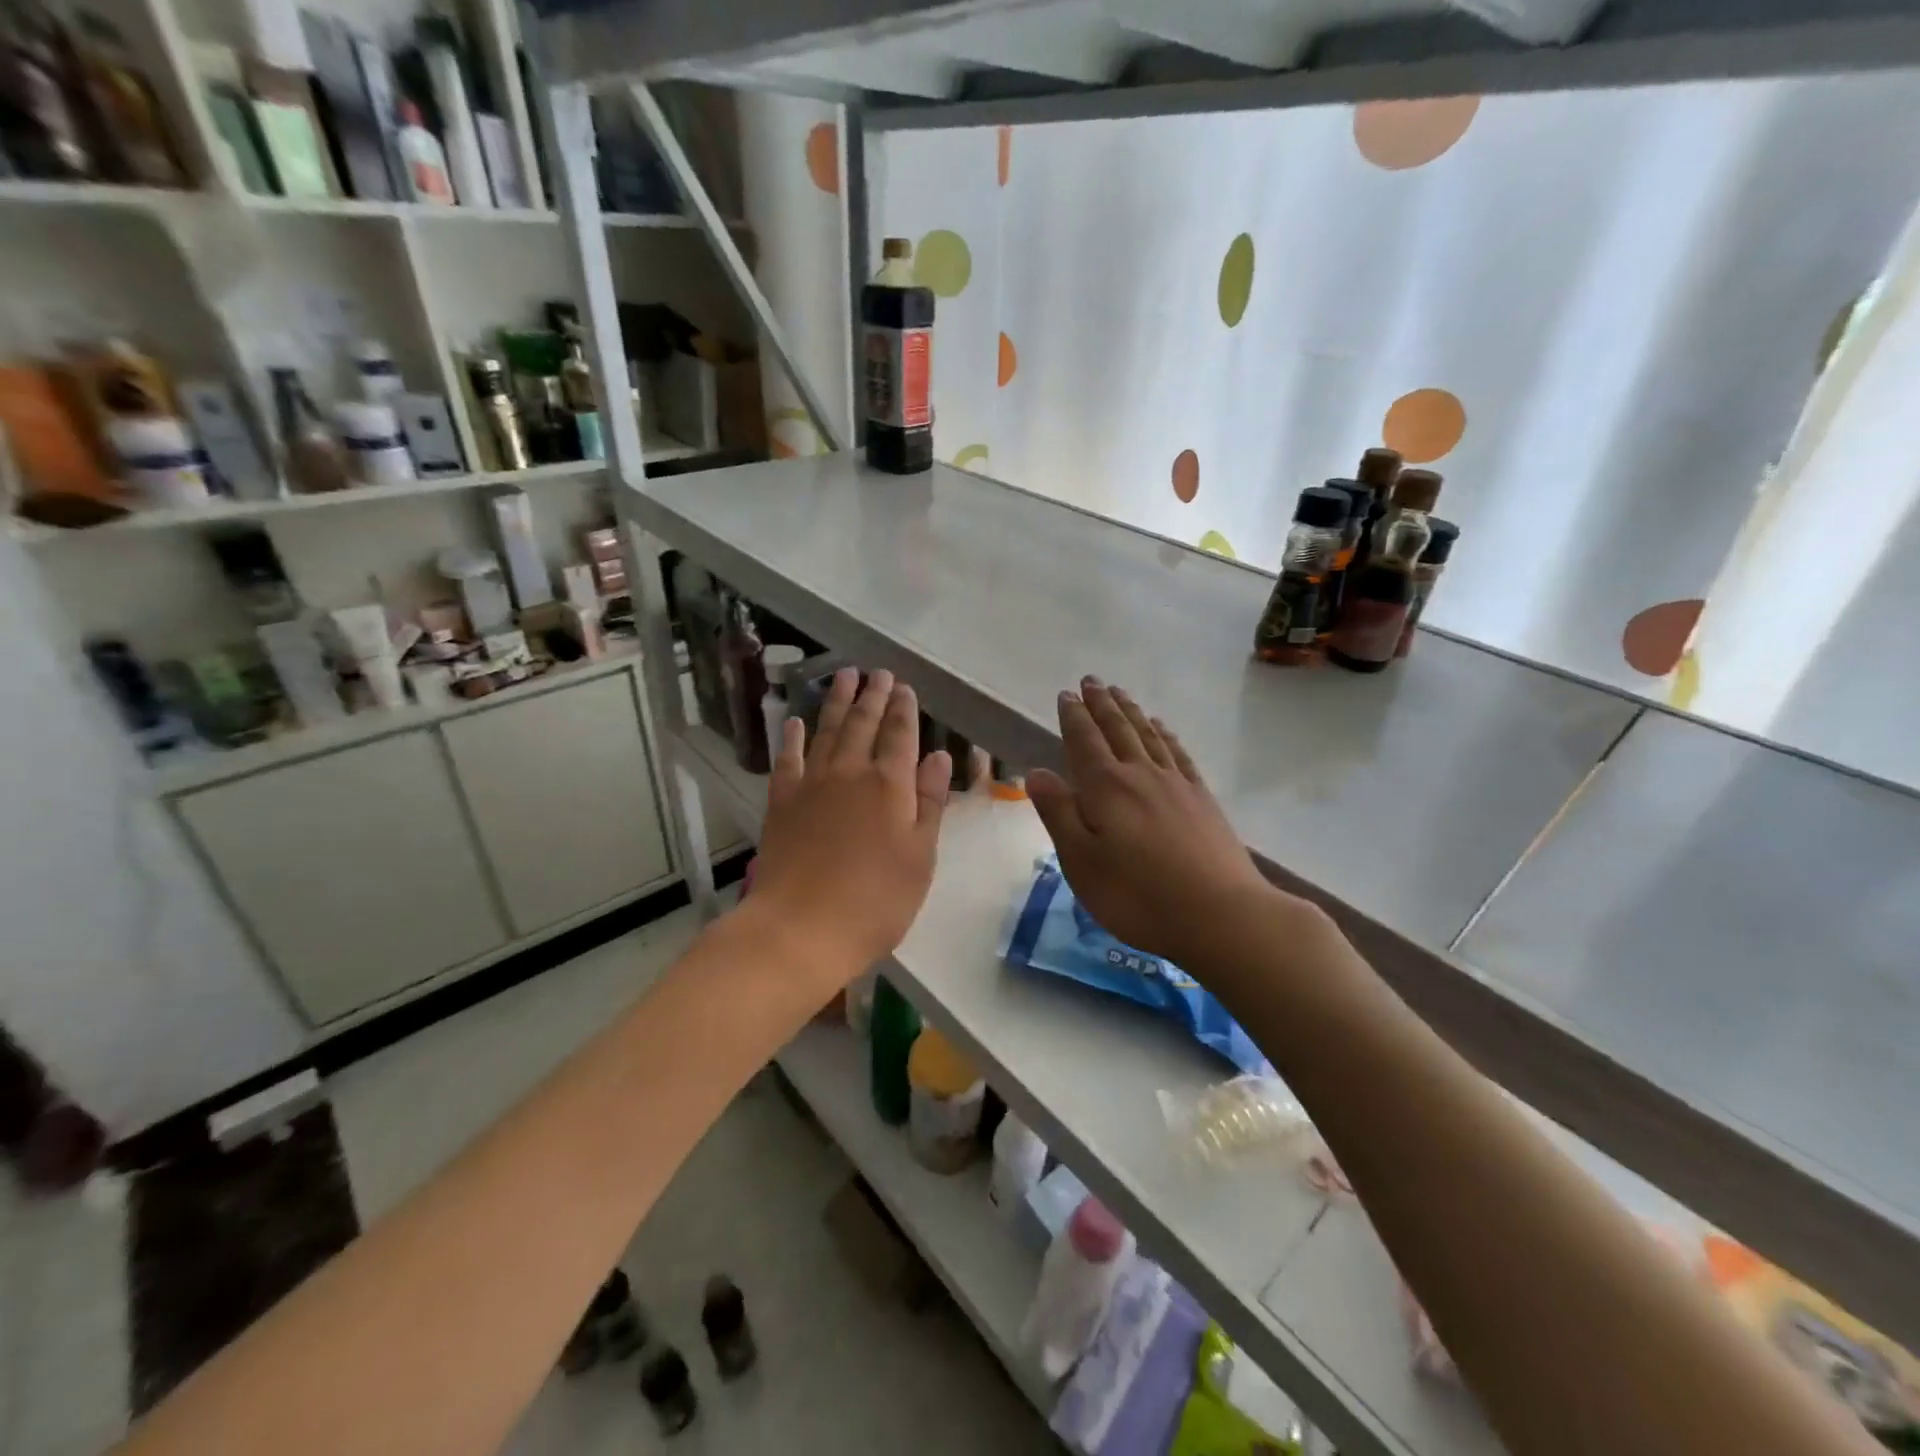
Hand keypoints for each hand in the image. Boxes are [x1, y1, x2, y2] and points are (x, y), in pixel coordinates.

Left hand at [749, 668, 951, 988]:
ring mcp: (811, 785)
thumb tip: (938, 756)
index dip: (904, 710)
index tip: (905, 688)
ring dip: (836, 702)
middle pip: (863, 724)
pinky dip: (793, 737)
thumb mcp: (920, 857)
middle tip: (878, 673)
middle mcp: (850, 773)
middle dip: (873, 696)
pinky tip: (795, 721)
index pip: (900, 736)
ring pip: (827, 731)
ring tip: (844, 676)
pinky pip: (788, 759)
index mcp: (890, 786)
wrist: (800, 929)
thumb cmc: (875, 901)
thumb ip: (929, 803)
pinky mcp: (781, 802)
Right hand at [1028, 678, 1294, 968]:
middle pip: (1118, 729)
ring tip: (1120, 693)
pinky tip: (1162, 728)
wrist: (1219, 914)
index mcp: (1105, 788)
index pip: (1084, 741)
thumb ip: (1058, 813)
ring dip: (1131, 712)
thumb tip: (1036, 772)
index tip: (1066, 694)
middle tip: (1091, 681)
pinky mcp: (1201, 799)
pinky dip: (1166, 735)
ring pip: (1149, 735)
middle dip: (1101, 704)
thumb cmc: (1136, 895)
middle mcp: (1140, 774)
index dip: (1073, 716)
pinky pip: (1179, 754)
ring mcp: (1175, 784)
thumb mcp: (1081, 861)